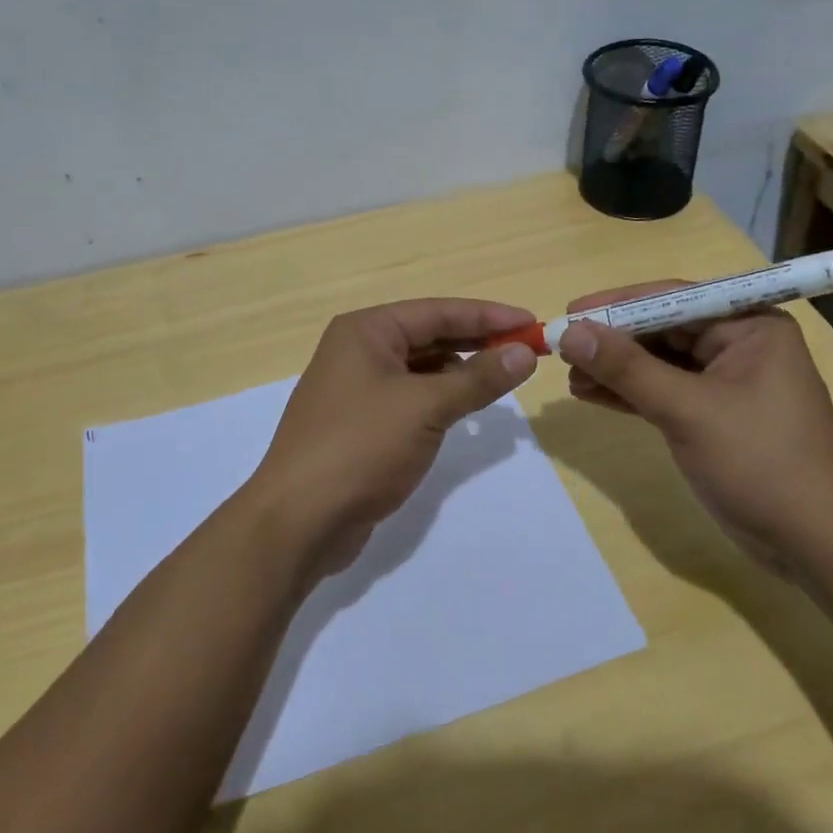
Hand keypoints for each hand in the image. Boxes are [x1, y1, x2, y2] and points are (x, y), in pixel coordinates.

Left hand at [248, 299, 540, 573]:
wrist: (299, 520)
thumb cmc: (362, 447)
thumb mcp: (426, 407)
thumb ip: (478, 378)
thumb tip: (525, 352)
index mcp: (366, 331)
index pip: (438, 312)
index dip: (488, 316)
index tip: (532, 323)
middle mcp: (358, 350)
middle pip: (428, 335)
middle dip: (477, 342)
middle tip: (526, 351)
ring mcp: (356, 388)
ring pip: (420, 368)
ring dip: (460, 371)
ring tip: (504, 377)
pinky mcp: (360, 423)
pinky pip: (410, 397)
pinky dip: (440, 397)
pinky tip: (467, 408)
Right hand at [558, 281, 832, 571]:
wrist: (815, 543)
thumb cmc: (760, 462)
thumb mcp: (688, 410)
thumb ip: (627, 368)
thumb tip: (570, 333)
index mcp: (749, 326)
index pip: (673, 299)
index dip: (617, 305)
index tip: (570, 312)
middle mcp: (739, 344)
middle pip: (662, 329)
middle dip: (612, 340)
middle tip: (562, 347)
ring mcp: (726, 382)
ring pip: (658, 363)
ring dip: (615, 369)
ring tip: (569, 376)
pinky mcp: (713, 415)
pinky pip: (663, 392)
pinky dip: (629, 393)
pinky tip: (591, 394)